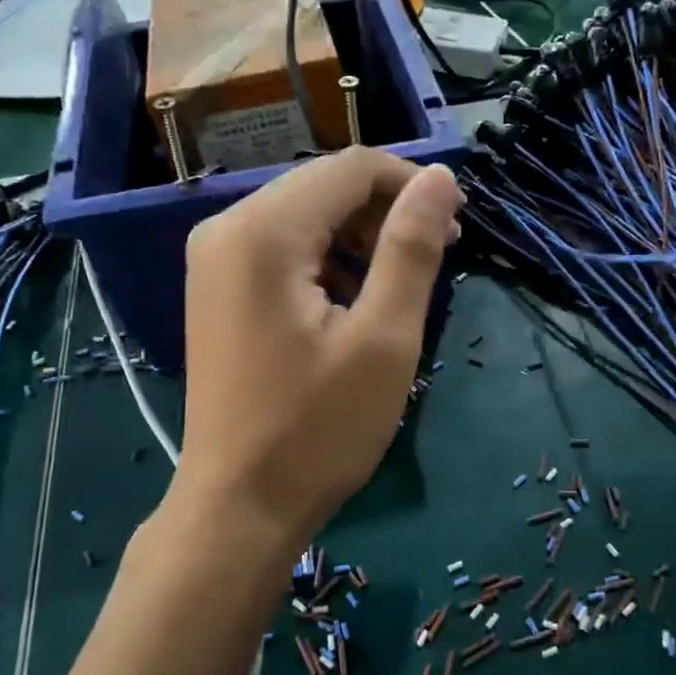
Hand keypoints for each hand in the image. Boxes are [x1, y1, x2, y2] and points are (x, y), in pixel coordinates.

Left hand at [171, 148, 463, 555]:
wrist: (240, 506)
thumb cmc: (318, 429)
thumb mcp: (383, 338)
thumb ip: (412, 248)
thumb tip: (442, 179)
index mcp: (263, 231)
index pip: (351, 167)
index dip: (413, 184)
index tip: (459, 224)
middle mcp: (227, 228)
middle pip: (325, 186)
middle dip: (388, 211)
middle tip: (440, 256)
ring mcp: (216, 259)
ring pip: (307, 215)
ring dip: (362, 237)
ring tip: (402, 285)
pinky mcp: (220, 288)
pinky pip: (285, 248)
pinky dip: (330, 260)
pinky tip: (355, 301)